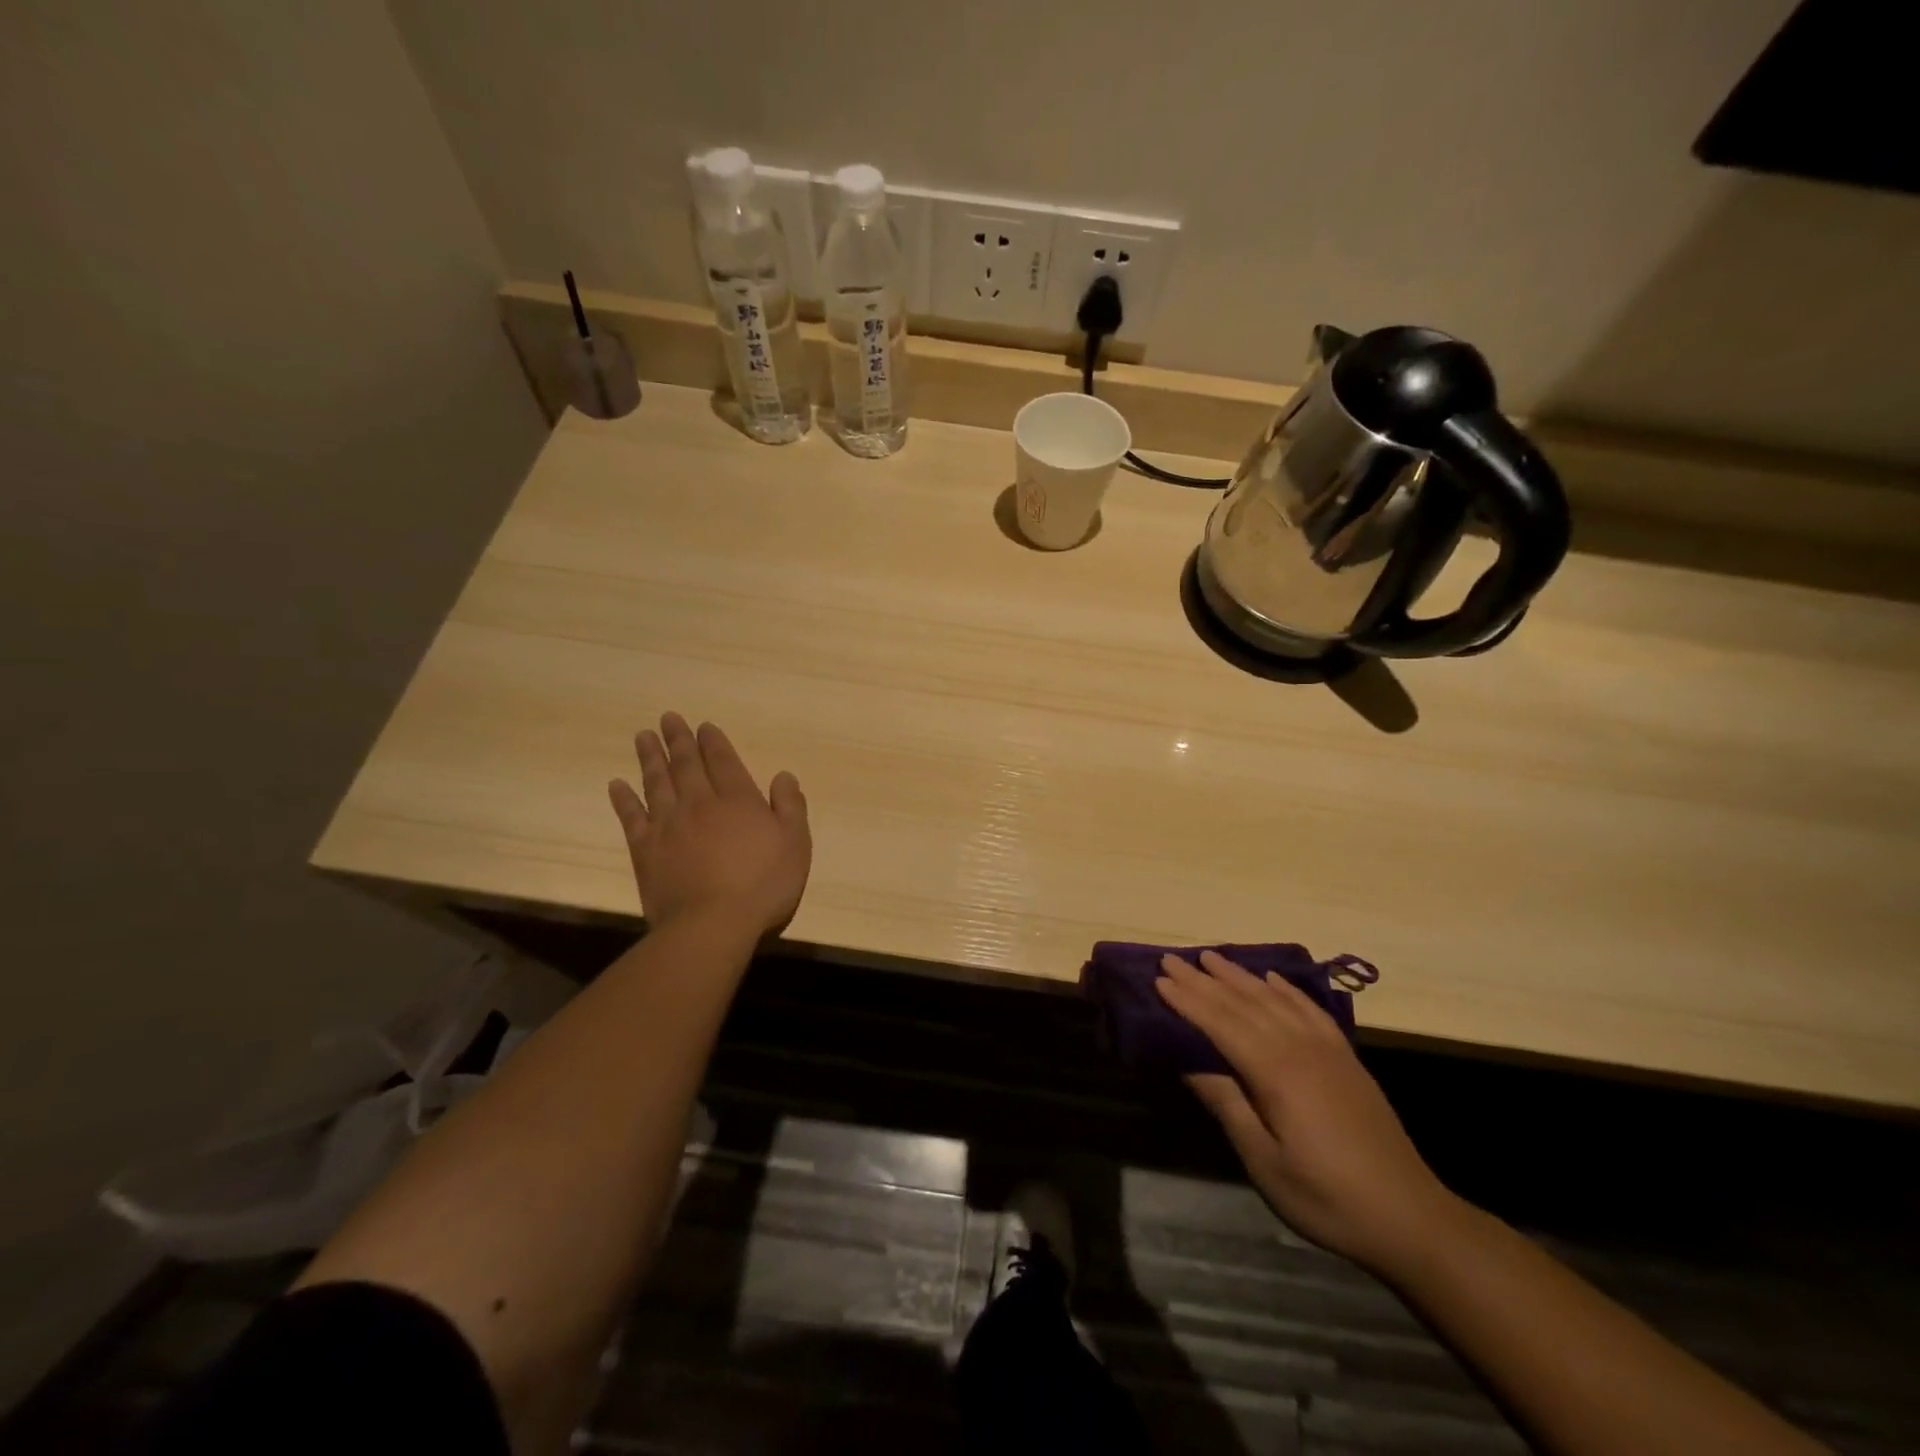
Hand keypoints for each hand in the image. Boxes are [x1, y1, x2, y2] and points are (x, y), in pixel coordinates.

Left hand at [607, 713, 810, 937]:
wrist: (711, 924)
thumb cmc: (763, 884)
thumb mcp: (796, 844)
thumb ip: (791, 806)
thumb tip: (783, 775)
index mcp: (738, 799)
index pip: (723, 761)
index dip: (713, 741)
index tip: (703, 725)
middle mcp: (700, 803)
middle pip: (686, 764)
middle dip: (679, 740)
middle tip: (668, 718)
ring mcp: (668, 825)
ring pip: (657, 782)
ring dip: (650, 758)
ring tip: (642, 736)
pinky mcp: (645, 850)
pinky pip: (631, 817)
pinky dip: (623, 799)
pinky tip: (616, 785)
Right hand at [1157, 950, 1459, 1276]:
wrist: (1411, 1218)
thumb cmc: (1327, 1197)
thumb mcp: (1265, 1162)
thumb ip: (1228, 1105)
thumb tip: (1188, 1062)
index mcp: (1277, 1073)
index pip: (1221, 1024)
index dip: (1188, 1001)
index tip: (1158, 979)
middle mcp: (1301, 1048)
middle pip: (1243, 1004)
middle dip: (1204, 980)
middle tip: (1171, 958)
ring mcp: (1328, 1050)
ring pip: (1274, 999)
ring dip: (1239, 976)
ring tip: (1211, 957)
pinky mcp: (1346, 1058)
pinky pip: (1310, 1009)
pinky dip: (1286, 989)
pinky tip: (1271, 978)